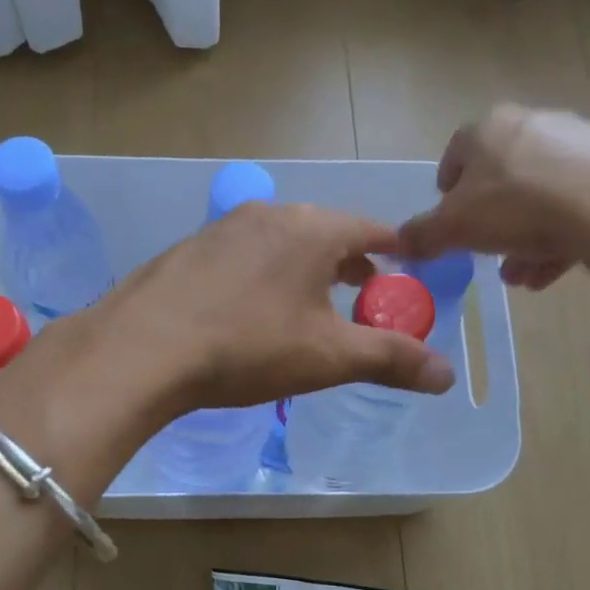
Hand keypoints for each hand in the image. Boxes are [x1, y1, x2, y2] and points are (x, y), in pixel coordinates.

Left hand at [84, 202, 455, 418]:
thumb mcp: (328, 357)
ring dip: (304, 266)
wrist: (142, 348)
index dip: (394, 249)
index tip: (407, 267)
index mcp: (312, 228)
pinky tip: (249, 308)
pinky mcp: (189, 249)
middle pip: (325, 231)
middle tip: (364, 290)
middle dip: (349, 260)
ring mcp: (222, 228)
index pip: (370, 228)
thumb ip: (391, 359)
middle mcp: (269, 214)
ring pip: (281, 241)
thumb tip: (447, 375)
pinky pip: (243, 255)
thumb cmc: (248, 346)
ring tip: (310, 301)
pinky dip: (262, 273)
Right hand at [397, 105, 589, 290]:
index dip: (448, 193)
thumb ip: (423, 235)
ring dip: (524, 237)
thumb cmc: (514, 205)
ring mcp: (576, 142)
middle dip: (490, 222)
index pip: (455, 156)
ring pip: (539, 195)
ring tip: (519, 276)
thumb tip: (395, 243)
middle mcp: (529, 125)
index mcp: (485, 130)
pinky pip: (575, 204)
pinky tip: (550, 272)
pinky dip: (559, 236)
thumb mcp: (454, 228)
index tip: (450, 224)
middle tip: (486, 254)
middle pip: (500, 178)